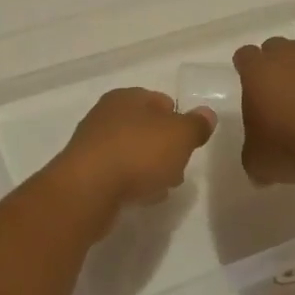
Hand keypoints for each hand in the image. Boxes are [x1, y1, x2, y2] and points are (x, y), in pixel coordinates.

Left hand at [51, 88, 214, 218]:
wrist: (88, 190)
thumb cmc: (137, 153)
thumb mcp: (179, 136)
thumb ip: (196, 125)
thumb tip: (207, 114)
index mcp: (127, 97)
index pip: (160, 100)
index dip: (178, 119)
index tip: (189, 142)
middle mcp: (107, 114)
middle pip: (145, 127)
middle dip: (164, 146)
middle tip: (179, 167)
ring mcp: (93, 143)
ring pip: (132, 151)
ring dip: (149, 166)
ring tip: (164, 186)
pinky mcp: (87, 172)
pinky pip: (118, 173)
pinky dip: (132, 182)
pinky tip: (142, 197)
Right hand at [233, 37, 294, 184]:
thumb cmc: (290, 149)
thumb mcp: (258, 162)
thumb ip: (253, 153)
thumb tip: (259, 166)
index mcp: (259, 71)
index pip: (245, 56)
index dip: (245, 68)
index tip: (249, 84)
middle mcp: (291, 56)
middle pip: (278, 47)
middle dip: (277, 65)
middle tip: (280, 93)